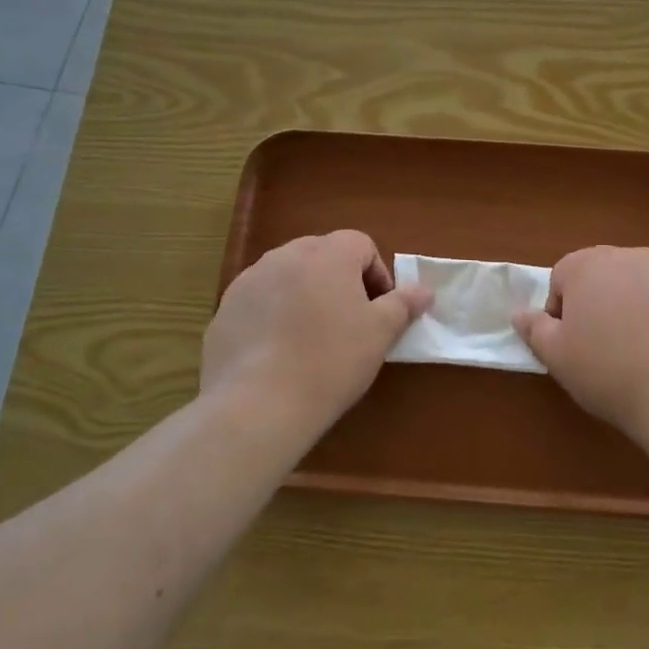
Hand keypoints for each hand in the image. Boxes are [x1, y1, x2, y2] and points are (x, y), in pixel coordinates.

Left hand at [202, 231, 431, 426]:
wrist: (258, 404)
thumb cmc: (331, 360)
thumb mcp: (380, 333)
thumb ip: (403, 304)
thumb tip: (424, 290)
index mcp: (327, 254)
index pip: (360, 244)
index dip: (376, 274)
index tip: (380, 310)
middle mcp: (285, 256)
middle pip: (322, 255)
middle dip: (340, 281)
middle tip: (349, 322)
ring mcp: (248, 281)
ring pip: (287, 276)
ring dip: (305, 295)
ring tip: (312, 339)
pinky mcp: (224, 310)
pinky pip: (259, 302)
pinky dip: (273, 317)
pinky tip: (279, 354)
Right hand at [512, 246, 648, 439]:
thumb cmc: (609, 371)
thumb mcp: (558, 357)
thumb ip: (534, 329)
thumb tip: (519, 312)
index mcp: (588, 265)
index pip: (561, 277)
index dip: (560, 312)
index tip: (570, 344)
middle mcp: (630, 257)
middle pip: (602, 276)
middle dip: (597, 304)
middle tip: (602, 349)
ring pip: (639, 287)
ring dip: (632, 310)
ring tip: (639, 354)